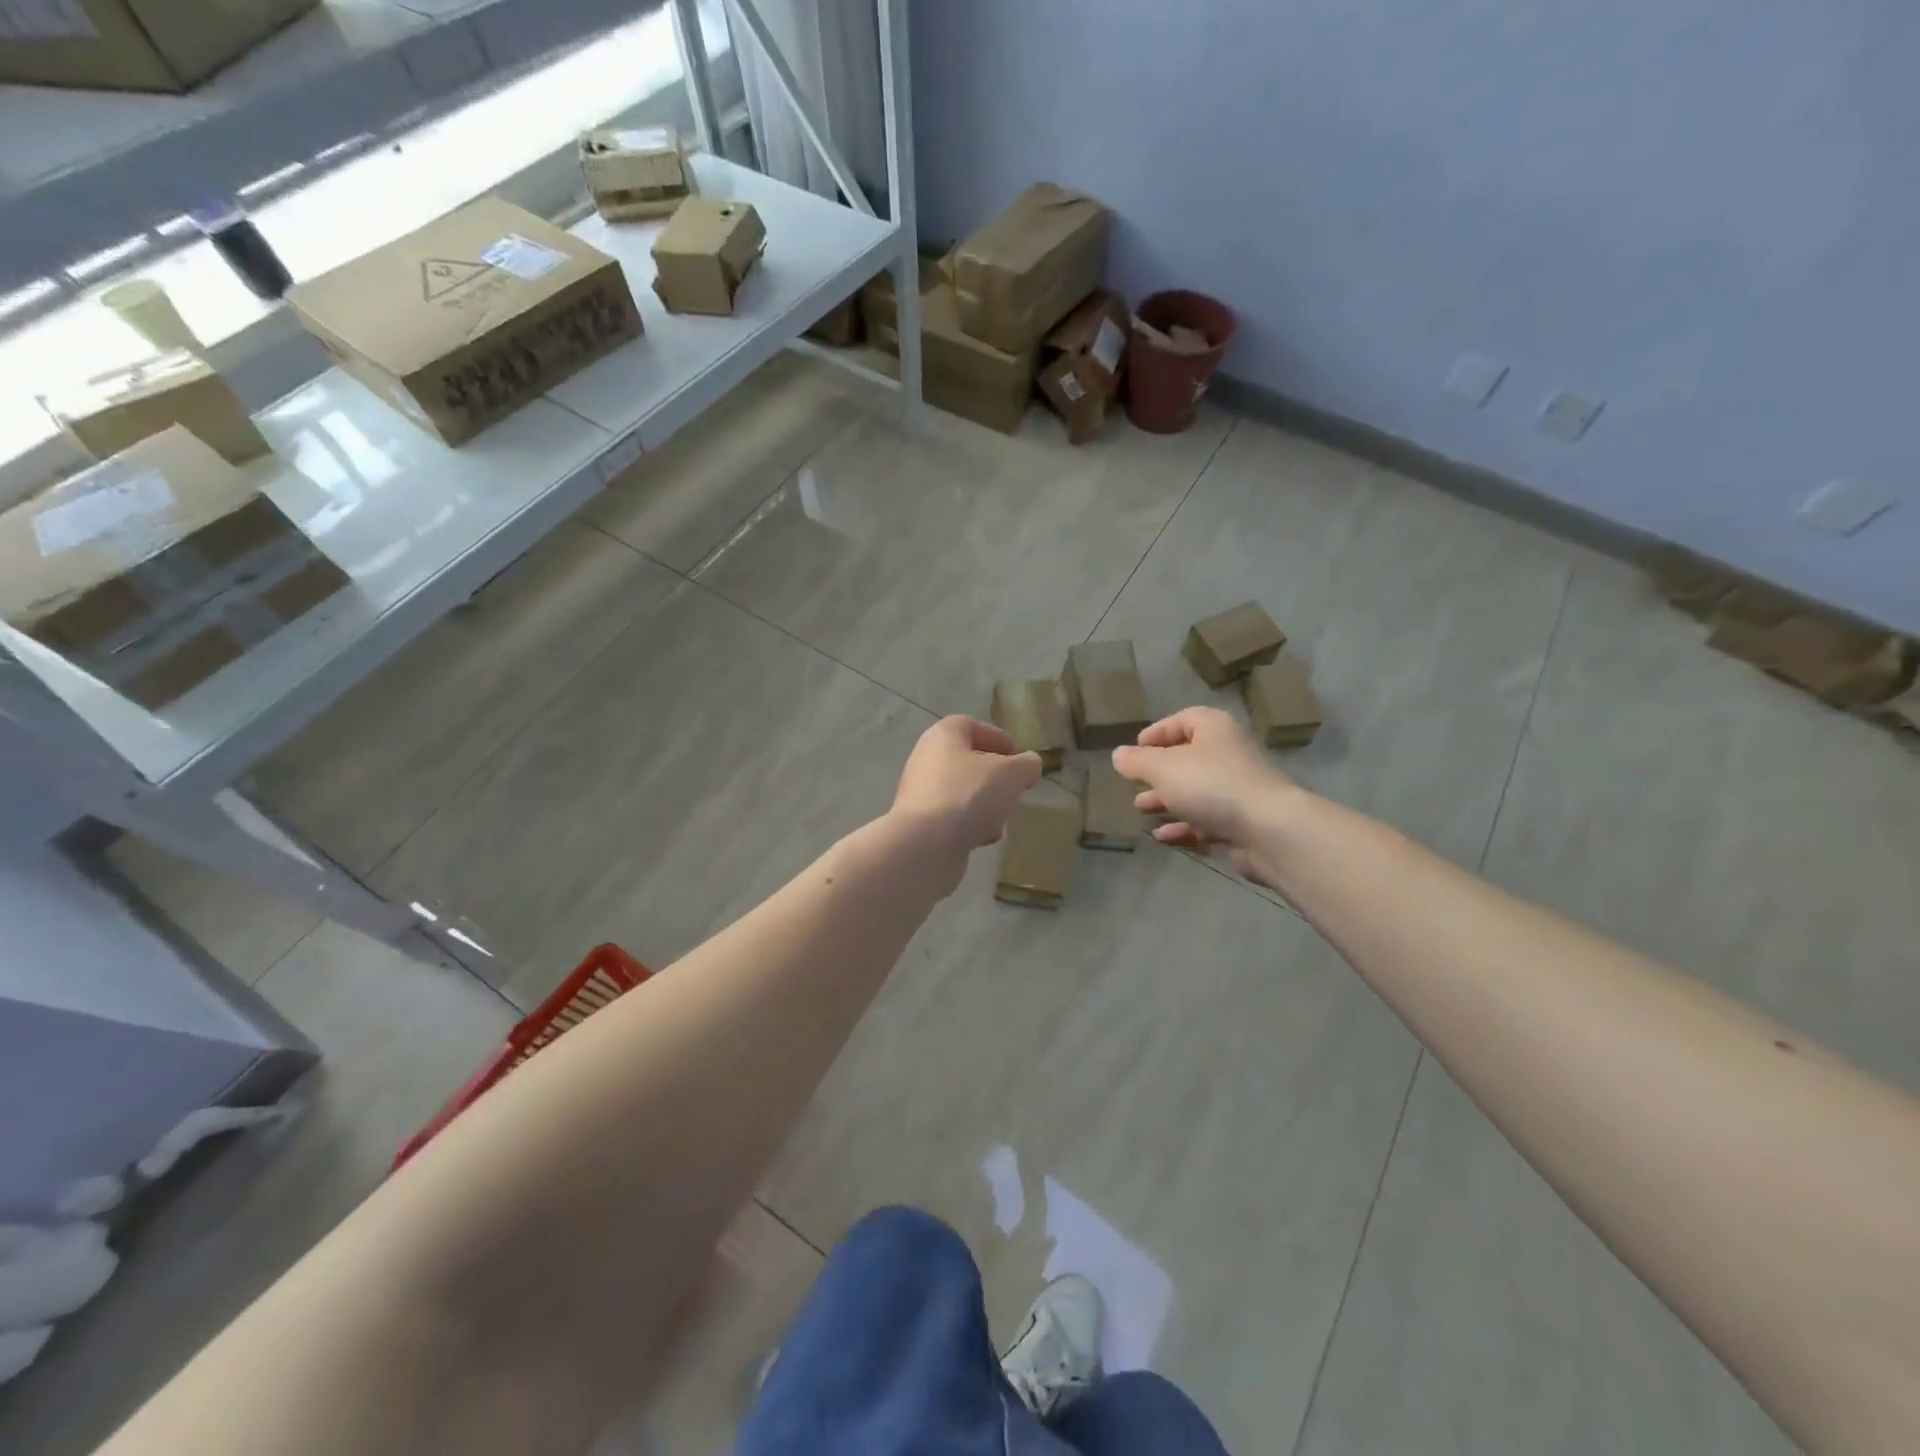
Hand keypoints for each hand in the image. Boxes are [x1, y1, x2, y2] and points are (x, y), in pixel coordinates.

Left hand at [890, 717, 1041, 888]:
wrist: (925, 846)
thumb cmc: (968, 795)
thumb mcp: (1011, 774)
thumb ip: (1026, 765)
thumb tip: (1028, 765)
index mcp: (944, 735)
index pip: (973, 726)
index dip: (999, 740)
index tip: (1019, 761)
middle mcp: (927, 759)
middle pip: (969, 762)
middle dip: (995, 778)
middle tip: (1014, 791)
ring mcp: (921, 793)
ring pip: (963, 793)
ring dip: (985, 805)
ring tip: (1001, 818)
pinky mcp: (921, 824)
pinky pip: (953, 819)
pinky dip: (970, 826)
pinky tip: (983, 839)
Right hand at [1112, 707, 1296, 886]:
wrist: (1267, 829)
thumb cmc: (1210, 785)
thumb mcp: (1162, 768)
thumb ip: (1137, 761)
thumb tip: (1118, 754)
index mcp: (1214, 729)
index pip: (1182, 720)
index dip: (1156, 733)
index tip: (1135, 749)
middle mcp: (1228, 753)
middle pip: (1187, 758)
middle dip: (1158, 772)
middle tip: (1134, 784)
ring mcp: (1237, 789)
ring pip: (1195, 791)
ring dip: (1167, 800)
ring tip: (1141, 810)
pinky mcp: (1241, 821)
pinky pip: (1206, 819)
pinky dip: (1183, 826)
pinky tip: (1163, 836)